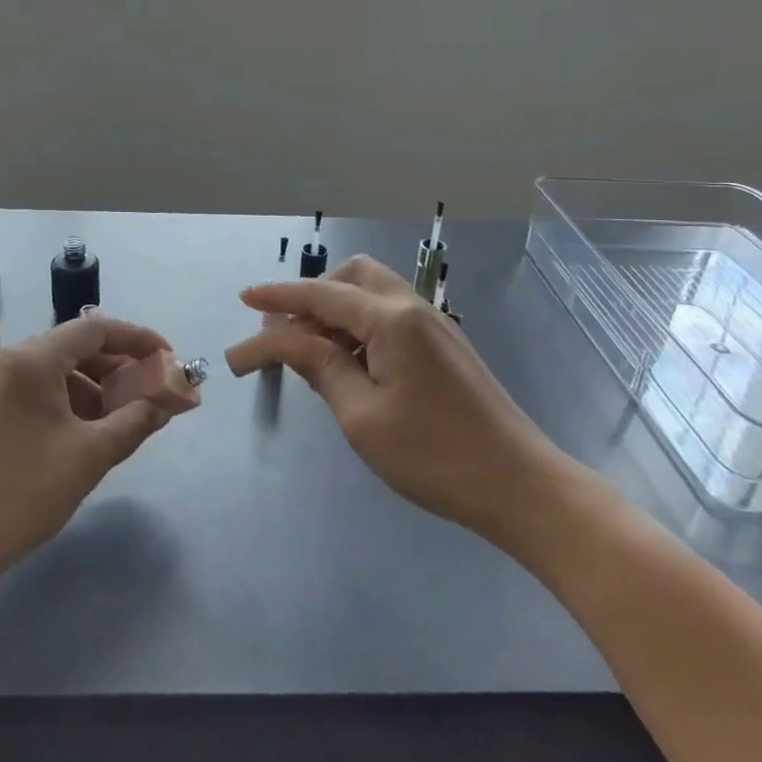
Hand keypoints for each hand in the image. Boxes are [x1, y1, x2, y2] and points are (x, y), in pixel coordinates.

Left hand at [0, 313, 195, 592]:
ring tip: (111, 422)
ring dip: (86, 389)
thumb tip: (163, 405)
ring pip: (46, 371)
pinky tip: (70, 434)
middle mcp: (1, 359)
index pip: (95, 329)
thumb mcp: (89, 457)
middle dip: (113, 369)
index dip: (137, 340)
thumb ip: (134, 422)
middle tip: (144, 394)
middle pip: (70, 348)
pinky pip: (23, 390)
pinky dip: (55, 401)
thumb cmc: (20, 494)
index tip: (166, 359)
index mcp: (30, 360)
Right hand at [225, 255, 578, 542]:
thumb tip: (281, 338)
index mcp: (391, 319)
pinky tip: (348, 363)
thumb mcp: (361, 414)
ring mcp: (434, 325)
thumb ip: (318, 366)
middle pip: (351, 276)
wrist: (518, 484)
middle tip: (283, 332)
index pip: (320, 296)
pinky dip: (359, 326)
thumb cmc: (433, 454)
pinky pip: (390, 316)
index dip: (277, 297)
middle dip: (312, 294)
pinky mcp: (444, 346)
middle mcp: (413, 307)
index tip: (243, 299)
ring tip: (308, 352)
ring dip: (335, 311)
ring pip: (372, 295)